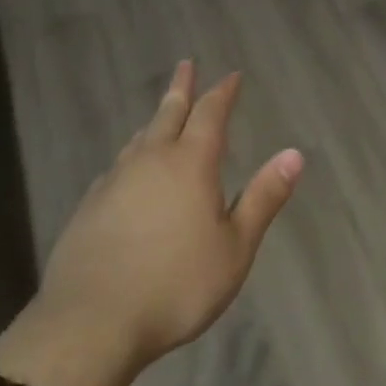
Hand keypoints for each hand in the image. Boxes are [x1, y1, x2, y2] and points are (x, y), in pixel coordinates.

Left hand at [30, 62, 303, 379]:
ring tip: (163, 114)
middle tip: (186, 64)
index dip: (222, 93)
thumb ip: (263, 198)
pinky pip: (118, 167)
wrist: (92, 320)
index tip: (231, 75)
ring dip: (155, 121)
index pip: (210, 114)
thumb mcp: (234, 248)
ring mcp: (115, 180)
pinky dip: (132, 157)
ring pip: (140, 138)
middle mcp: (151, 160)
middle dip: (181, 88)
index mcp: (191, 164)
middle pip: (169, 113)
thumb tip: (294, 154)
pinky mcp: (90, 205)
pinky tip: (129, 172)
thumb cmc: (177, 285)